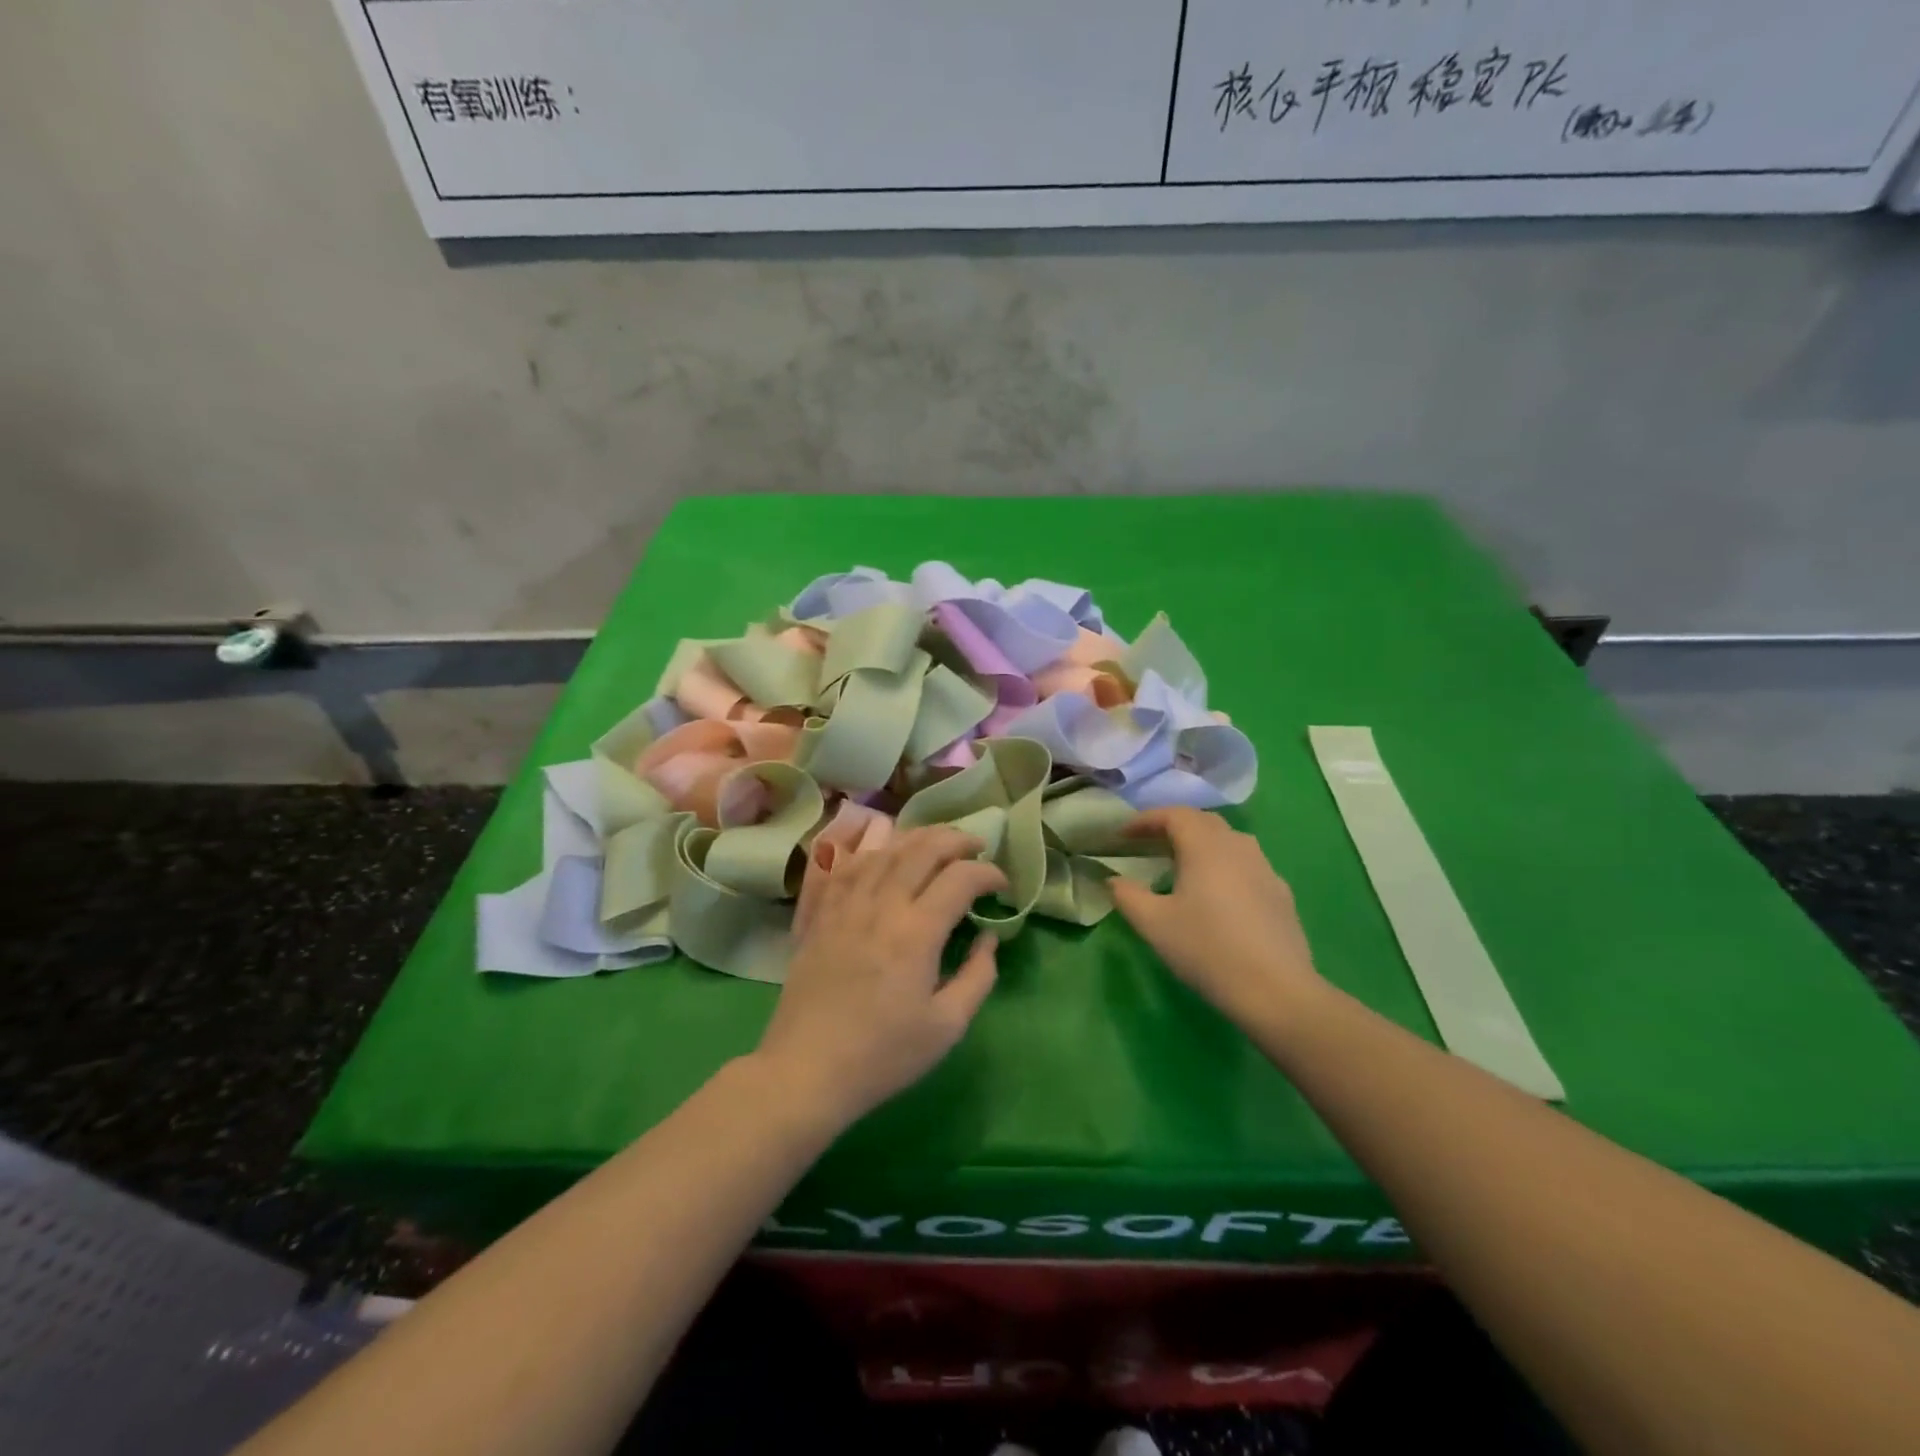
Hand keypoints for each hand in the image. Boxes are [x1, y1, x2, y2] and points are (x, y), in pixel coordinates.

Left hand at [753, 827, 1005, 1128]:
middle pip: (922, 849)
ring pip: (884, 850)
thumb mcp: (947, 1027)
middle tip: (975, 848)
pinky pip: (844, 865)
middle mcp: (881, 905)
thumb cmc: (883, 1055)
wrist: (807, 1070)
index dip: (988, 873)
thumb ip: (978, 976)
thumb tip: (987, 938)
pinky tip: (880, 853)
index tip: (1002, 886)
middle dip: (956, 840)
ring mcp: (844, 904)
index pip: (960, 878)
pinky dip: (868, 851)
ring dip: (917, 838)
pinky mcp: (818, 914)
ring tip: (936, 843)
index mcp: (917, 932)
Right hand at [1110, 808, 1325, 1029]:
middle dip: (1173, 826)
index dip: (1145, 820)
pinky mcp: (1280, 893)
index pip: (1174, 815)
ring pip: (1228, 841)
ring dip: (1200, 844)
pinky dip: (1223, 866)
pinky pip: (1246, 865)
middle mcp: (1238, 846)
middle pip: (1203, 822)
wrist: (1276, 990)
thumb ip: (1126, 895)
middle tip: (1148, 844)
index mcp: (1205, 846)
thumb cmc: (1207, 949)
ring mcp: (1265, 868)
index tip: (1122, 834)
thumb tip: (1114, 880)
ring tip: (1180, 866)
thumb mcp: (1153, 924)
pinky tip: (1216, 895)